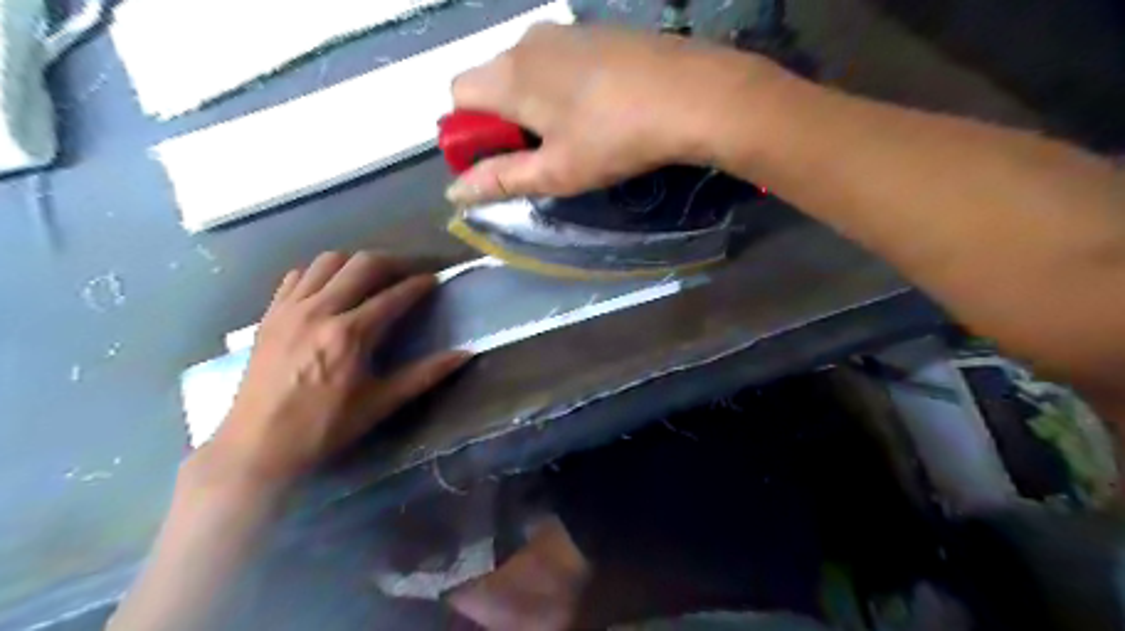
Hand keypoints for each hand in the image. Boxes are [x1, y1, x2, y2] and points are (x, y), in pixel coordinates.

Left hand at [206, 252, 469, 487]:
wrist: (257, 445)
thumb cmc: (325, 427)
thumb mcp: (381, 403)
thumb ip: (424, 374)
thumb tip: (464, 355)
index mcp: (350, 334)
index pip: (394, 296)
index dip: (419, 285)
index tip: (435, 280)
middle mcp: (320, 311)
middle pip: (362, 264)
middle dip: (392, 263)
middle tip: (407, 273)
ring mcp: (290, 309)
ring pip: (328, 261)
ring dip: (356, 263)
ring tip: (371, 278)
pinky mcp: (270, 314)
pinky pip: (298, 275)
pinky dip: (320, 273)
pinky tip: (330, 289)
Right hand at [445, 26, 774, 203]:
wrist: (691, 94)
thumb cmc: (614, 139)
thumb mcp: (556, 172)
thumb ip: (501, 179)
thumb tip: (454, 193)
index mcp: (509, 75)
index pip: (457, 95)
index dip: (469, 132)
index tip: (501, 159)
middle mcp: (527, 42)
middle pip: (491, 81)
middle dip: (502, 120)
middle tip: (541, 153)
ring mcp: (565, 31)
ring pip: (526, 70)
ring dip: (532, 104)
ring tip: (574, 134)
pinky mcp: (596, 31)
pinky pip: (558, 60)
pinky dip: (560, 86)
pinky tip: (597, 109)